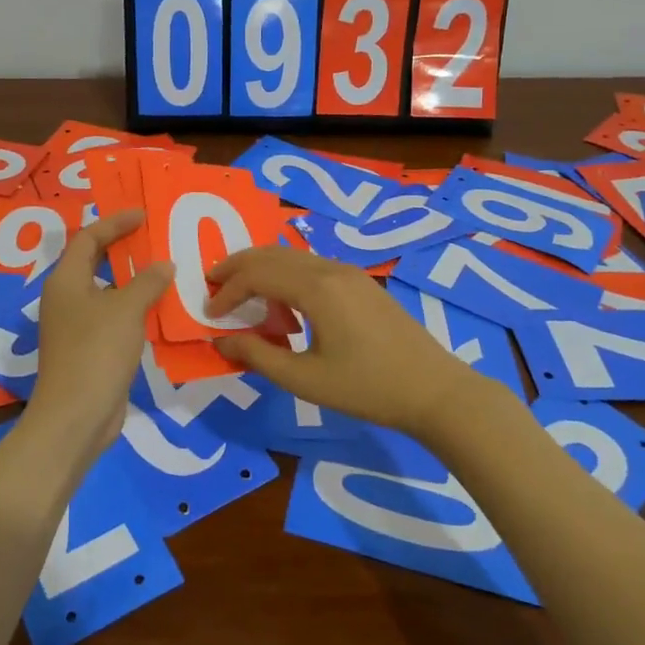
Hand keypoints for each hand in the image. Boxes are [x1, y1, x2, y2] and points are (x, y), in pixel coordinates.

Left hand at [24, 210, 173, 455]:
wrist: (76, 417)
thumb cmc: (96, 352)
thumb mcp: (126, 310)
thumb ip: (147, 282)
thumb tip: (164, 264)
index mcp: (66, 281)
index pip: (88, 238)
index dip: (115, 223)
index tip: (143, 215)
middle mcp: (66, 299)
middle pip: (94, 262)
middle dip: (123, 248)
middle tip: (154, 238)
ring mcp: (75, 327)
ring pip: (106, 292)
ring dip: (132, 281)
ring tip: (164, 271)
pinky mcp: (88, 350)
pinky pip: (113, 317)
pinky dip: (133, 308)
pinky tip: (159, 311)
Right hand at [208, 248, 480, 438]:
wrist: (434, 391)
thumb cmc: (367, 388)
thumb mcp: (305, 379)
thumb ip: (258, 356)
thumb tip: (221, 341)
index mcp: (316, 288)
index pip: (257, 274)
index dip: (228, 290)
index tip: (209, 312)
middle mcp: (331, 269)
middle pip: (272, 254)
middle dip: (238, 266)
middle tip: (212, 284)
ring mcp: (350, 272)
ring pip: (293, 256)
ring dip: (262, 268)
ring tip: (242, 292)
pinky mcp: (361, 283)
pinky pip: (312, 266)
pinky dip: (286, 275)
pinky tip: (283, 303)